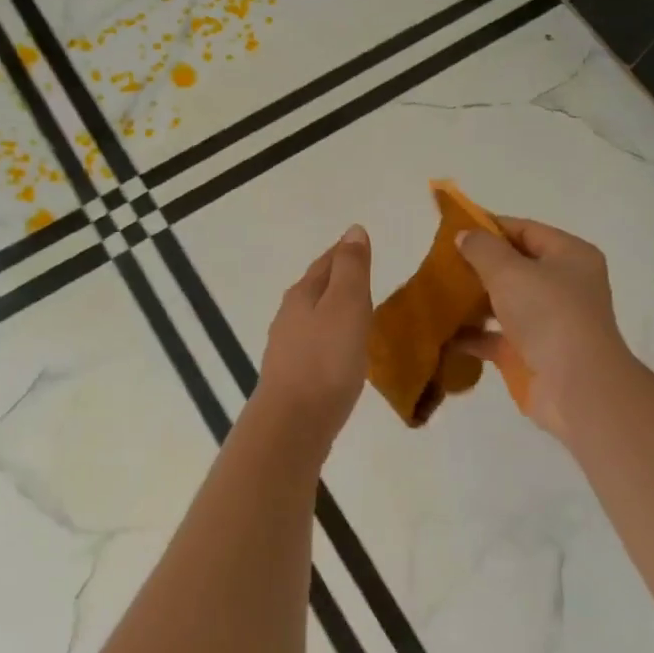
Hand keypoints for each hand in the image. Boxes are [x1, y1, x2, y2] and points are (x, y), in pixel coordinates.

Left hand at [253, 225, 373, 450]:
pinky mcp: (293, 376)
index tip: (362, 246)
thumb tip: (353, 230)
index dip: (345, 253)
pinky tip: (342, 352)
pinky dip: (332, 338)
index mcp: (303, 294)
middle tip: (365, 276)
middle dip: (338, 279)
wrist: (294, 422)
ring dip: (334, 310)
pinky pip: (316, 345)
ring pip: (315, 317)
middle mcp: (290, 316)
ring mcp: (288, 347)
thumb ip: (351, 268)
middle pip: (317, 288)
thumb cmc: (326, 359)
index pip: (326, 262)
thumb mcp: (346, 305)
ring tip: (359, 313)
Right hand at [452, 217, 635, 441]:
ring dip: (471, 300)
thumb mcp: (510, 271)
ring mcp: (548, 322)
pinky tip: (441, 331)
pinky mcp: (531, 353)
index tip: (452, 230)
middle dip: (477, 265)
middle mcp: (563, 286)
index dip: (490, 227)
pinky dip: (471, 334)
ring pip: (503, 302)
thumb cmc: (548, 315)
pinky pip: (495, 336)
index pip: (525, 230)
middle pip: (514, 267)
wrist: (576, 388)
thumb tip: (464, 235)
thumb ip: (483, 249)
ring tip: (435, 293)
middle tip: (439, 263)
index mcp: (570, 257)